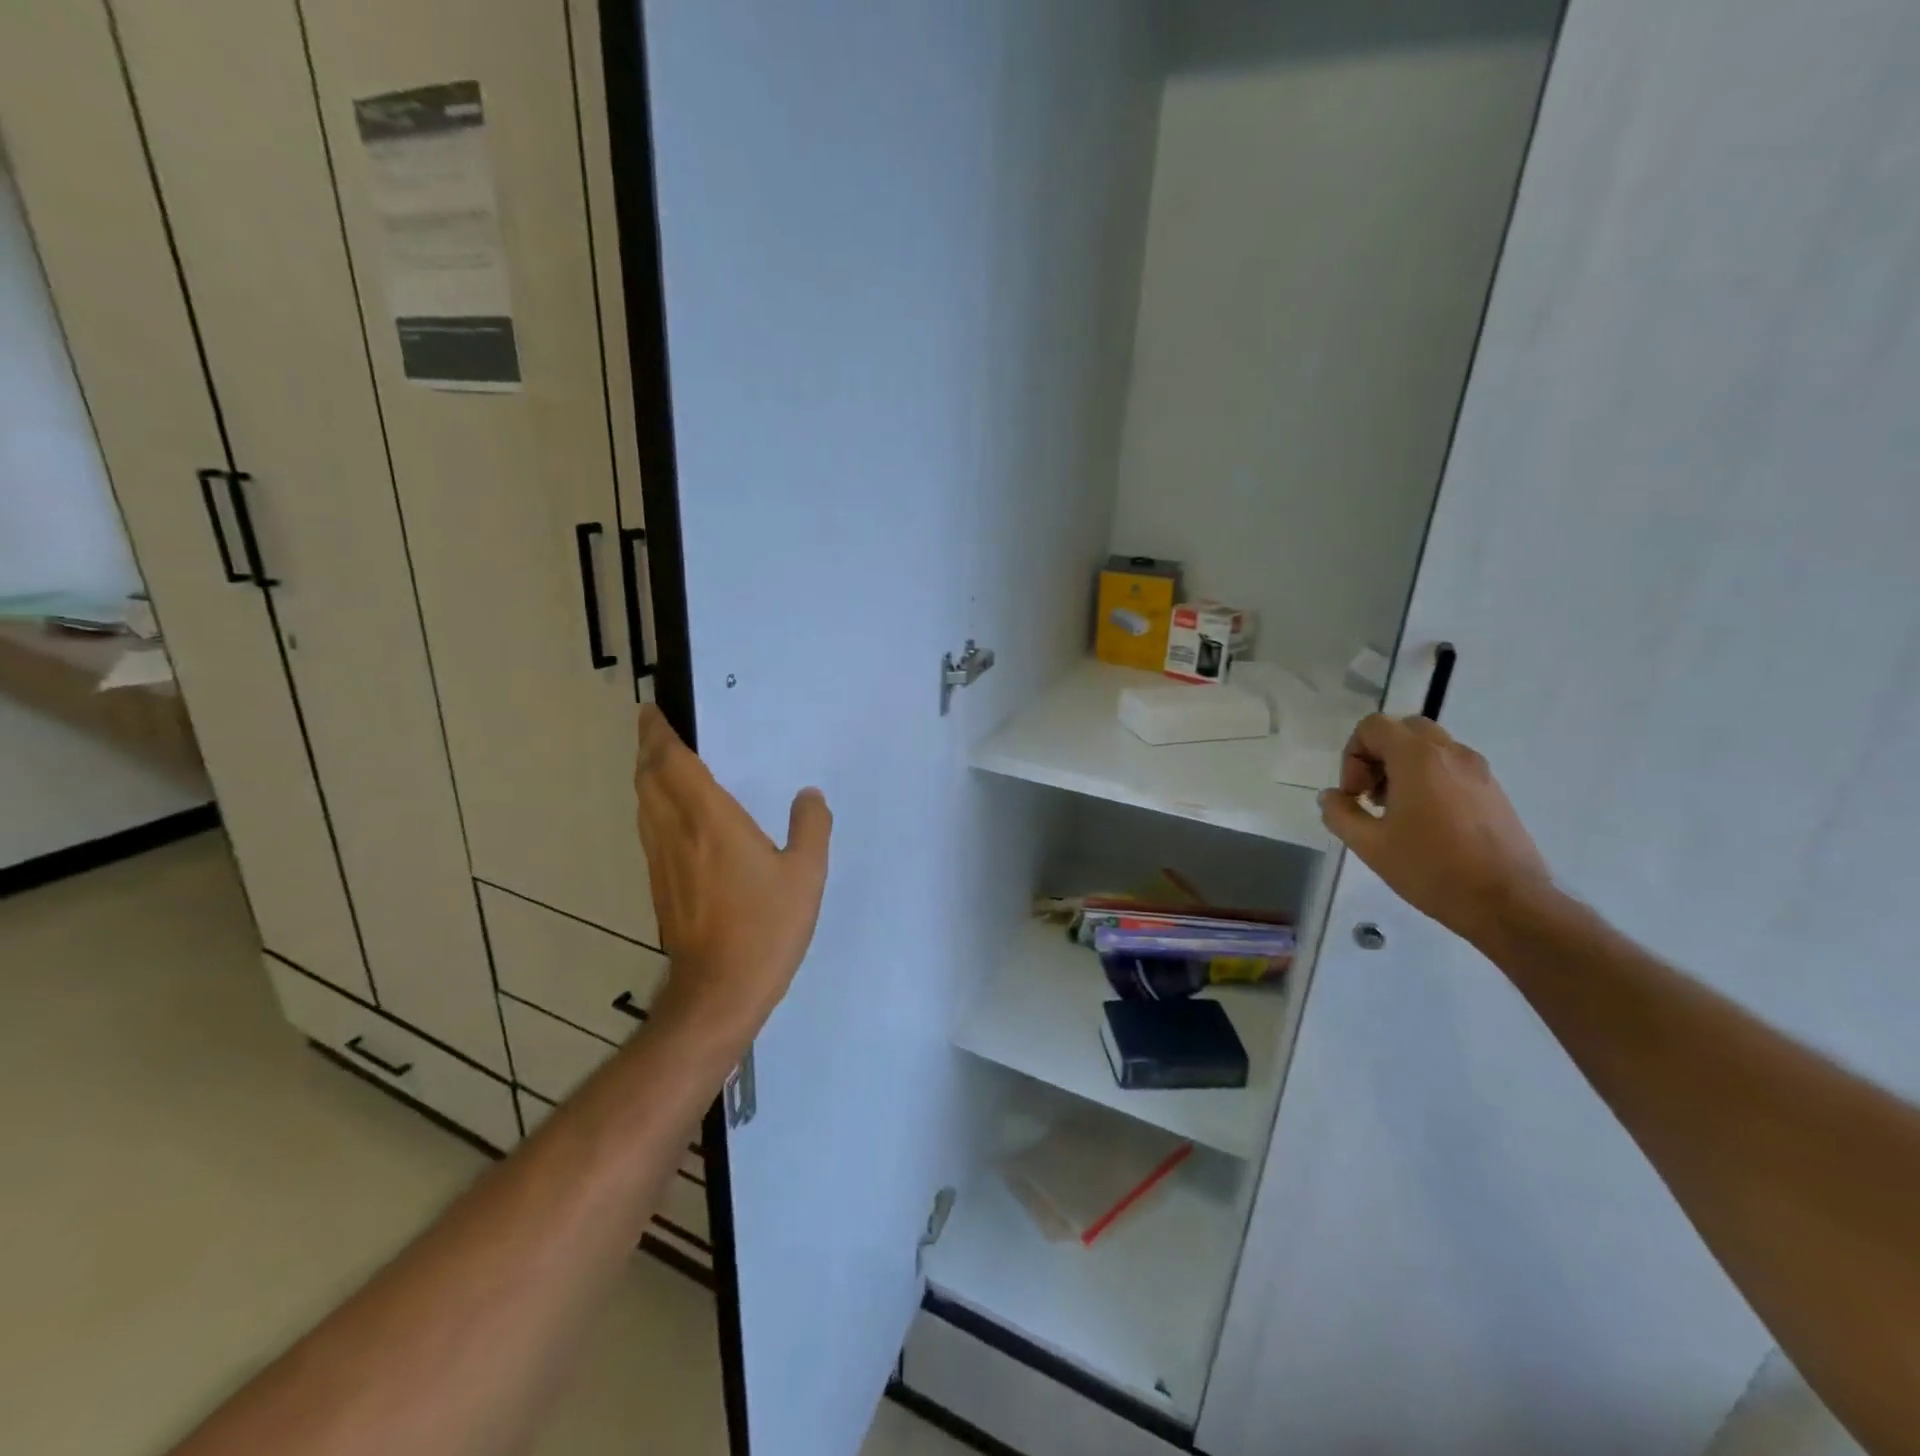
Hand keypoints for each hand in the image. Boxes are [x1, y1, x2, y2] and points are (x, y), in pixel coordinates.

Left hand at [633, 705, 831, 1049]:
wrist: (719, 990)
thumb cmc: (766, 927)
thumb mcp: (806, 874)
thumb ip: (811, 827)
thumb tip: (809, 795)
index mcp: (710, 821)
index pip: (673, 764)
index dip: (658, 735)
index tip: (652, 712)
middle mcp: (677, 833)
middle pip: (649, 779)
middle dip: (648, 748)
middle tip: (654, 728)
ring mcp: (662, 861)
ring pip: (644, 805)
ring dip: (647, 776)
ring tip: (659, 762)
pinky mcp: (660, 885)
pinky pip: (650, 829)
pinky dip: (653, 806)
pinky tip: (671, 816)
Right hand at [1317, 714, 1552, 945]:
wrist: (1506, 902)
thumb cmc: (1430, 868)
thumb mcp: (1369, 845)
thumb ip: (1340, 813)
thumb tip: (1331, 796)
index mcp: (1417, 758)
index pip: (1373, 727)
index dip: (1352, 756)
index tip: (1354, 795)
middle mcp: (1450, 753)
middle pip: (1403, 730)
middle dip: (1378, 756)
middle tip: (1371, 795)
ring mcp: (1477, 770)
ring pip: (1429, 748)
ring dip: (1403, 768)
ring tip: (1396, 812)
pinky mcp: (1493, 790)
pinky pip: (1451, 768)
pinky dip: (1429, 780)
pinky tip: (1425, 823)